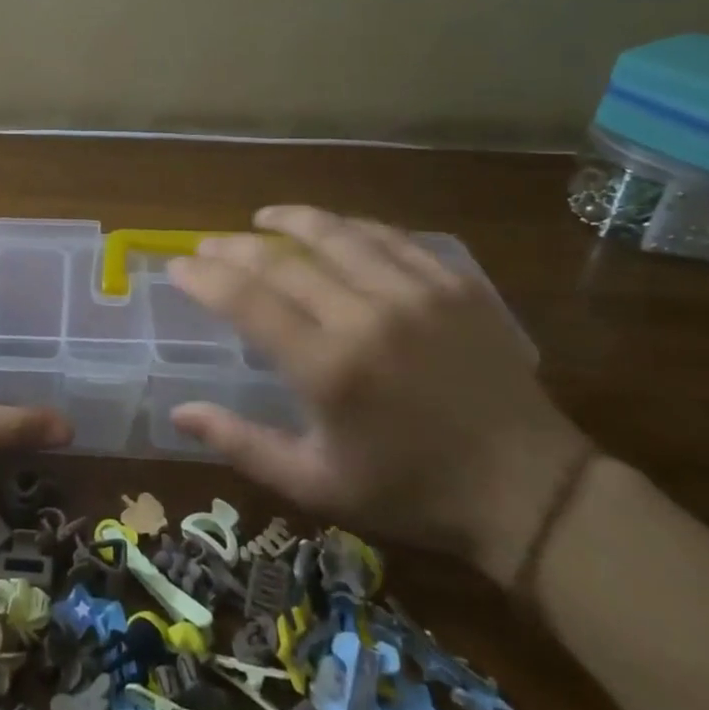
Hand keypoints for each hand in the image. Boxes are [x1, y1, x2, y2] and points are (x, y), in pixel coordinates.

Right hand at [166, 206, 590, 585]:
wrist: (530, 491)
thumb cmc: (412, 492)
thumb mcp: (317, 485)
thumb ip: (242, 444)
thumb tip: (179, 412)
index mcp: (329, 369)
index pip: (247, 301)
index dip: (204, 277)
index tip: (178, 265)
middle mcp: (366, 317)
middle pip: (283, 260)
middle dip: (234, 247)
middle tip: (208, 244)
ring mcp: (415, 294)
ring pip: (337, 234)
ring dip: (290, 220)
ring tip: (262, 217)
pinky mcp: (453, 285)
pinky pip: (391, 237)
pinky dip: (352, 227)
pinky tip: (334, 228)